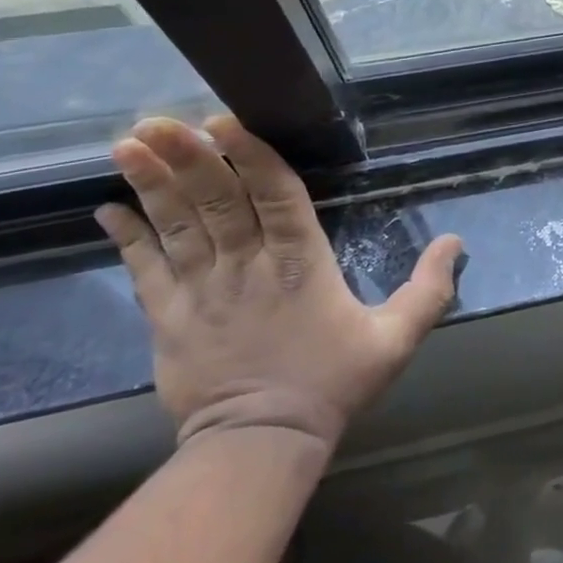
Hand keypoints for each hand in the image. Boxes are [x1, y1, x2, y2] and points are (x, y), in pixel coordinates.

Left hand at [95, 116, 462, 452]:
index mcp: (301, 263)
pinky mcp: (168, 319)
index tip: (224, 122)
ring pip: (176, 226)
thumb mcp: (397, 338)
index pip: (274, 196)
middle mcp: (246, 266)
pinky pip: (144, 270)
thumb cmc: (333, 383)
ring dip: (153, 183)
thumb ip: (429, 289)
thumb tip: (455, 241)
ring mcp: (201, 291)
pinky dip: (126, 237)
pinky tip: (108, 206)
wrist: (262, 443)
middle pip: (216, 202)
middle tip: (158, 119)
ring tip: (129, 143)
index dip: (250, 156)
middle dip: (188, 157)